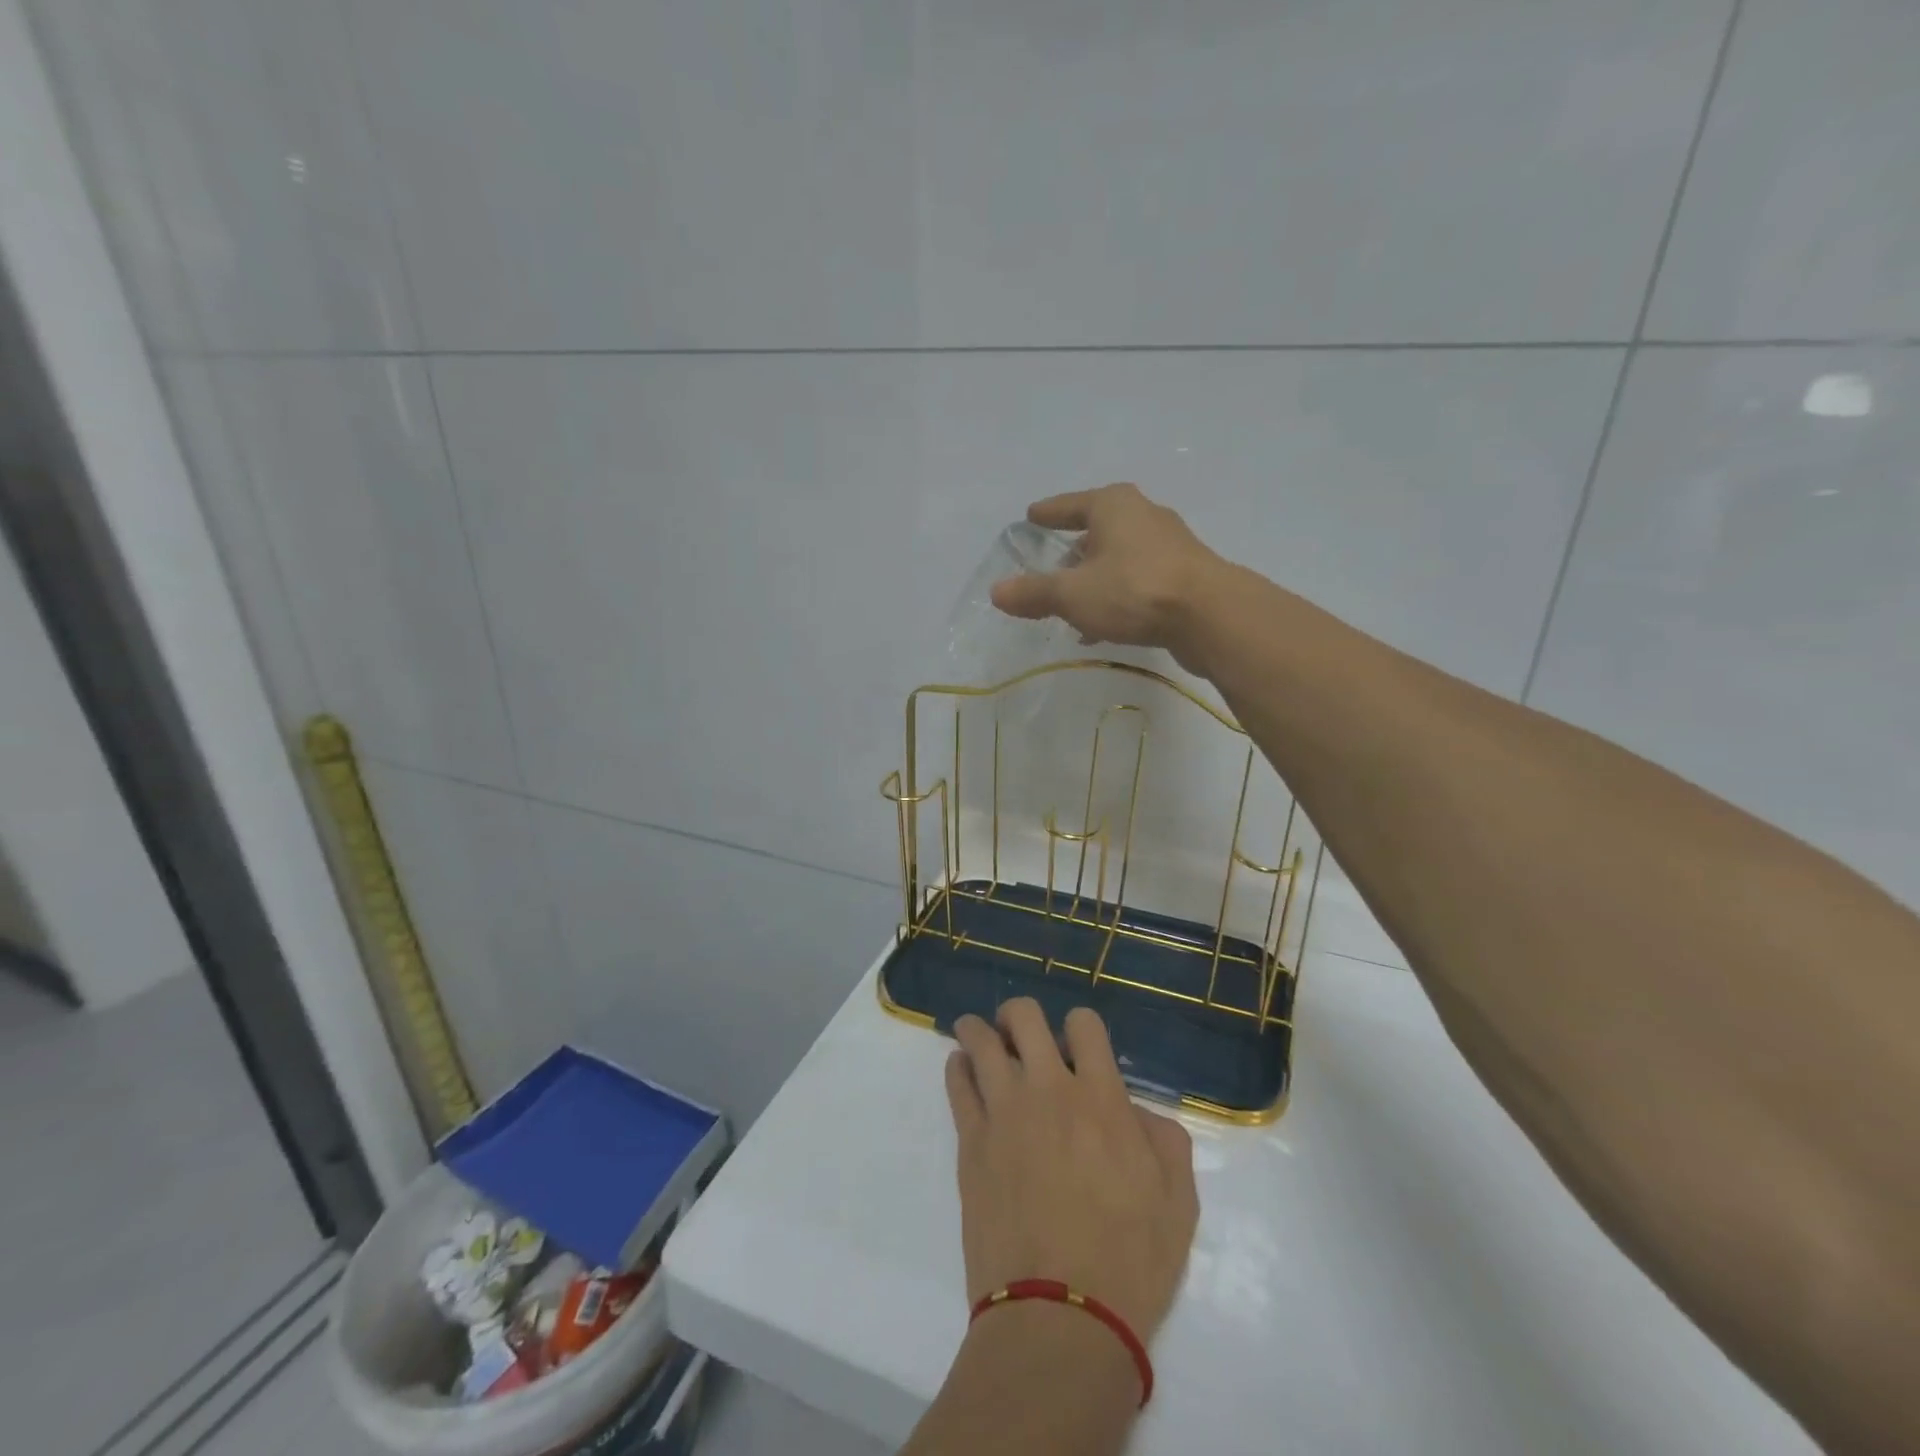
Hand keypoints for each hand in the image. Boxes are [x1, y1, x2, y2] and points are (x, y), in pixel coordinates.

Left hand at [944, 999, 1199, 1340]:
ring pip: (980, 1040)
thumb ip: (1164, 1140)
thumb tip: (1136, 1111)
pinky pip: (955, 1083)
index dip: (1080, 1025)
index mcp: (1101, 1097)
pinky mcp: (970, 1142)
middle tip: (1021, 1035)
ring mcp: (1003, 1112)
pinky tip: (963, 1072)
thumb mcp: (1179, 1202)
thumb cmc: (1130, 1262)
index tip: (1076, 1046)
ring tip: (981, 1039)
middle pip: (1022, 1015)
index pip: (1083, 1023)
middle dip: (1020, 1015)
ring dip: (980, 1031)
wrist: (1060, 1318)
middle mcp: (1048, 1089)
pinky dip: (958, 1067)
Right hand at [989, 483, 1222, 669]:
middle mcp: (1143, 516)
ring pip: (1119, 559)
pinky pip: (1137, 582)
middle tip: (1050, 569)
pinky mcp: (1185, 576)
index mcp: (1113, 506)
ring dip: (1095, 580)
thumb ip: (1034, 593)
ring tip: (1072, 606)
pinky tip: (1102, 626)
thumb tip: (997, 591)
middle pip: (1097, 530)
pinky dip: (1116, 597)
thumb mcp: (1072, 593)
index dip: (1048, 513)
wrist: (1211, 616)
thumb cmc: (1134, 590)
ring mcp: (1169, 546)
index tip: (1031, 516)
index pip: (1070, 504)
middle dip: (1073, 551)